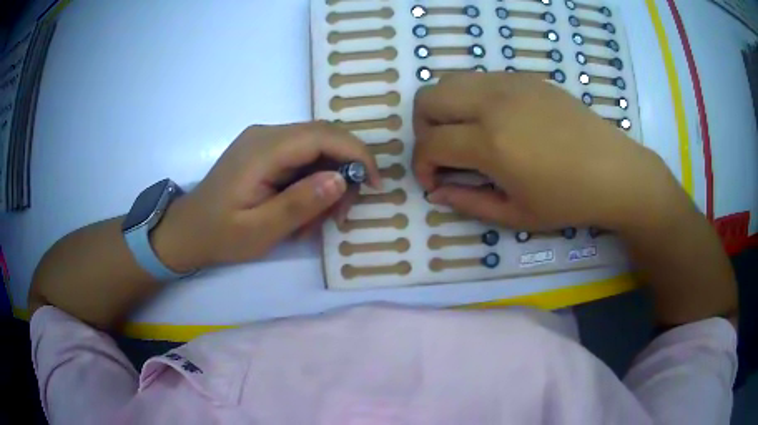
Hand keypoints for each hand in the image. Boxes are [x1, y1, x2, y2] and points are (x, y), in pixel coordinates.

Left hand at [154, 122, 381, 271]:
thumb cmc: (219, 235)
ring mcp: (264, 140)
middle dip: (344, 172)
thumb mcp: (260, 230)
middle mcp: (266, 134)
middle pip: (324, 139)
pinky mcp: (264, 151)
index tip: (375, 186)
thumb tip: (341, 180)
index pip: (324, 136)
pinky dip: (312, 183)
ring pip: (316, 149)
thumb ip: (300, 203)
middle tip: (342, 214)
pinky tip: (303, 210)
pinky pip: (301, 158)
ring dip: (327, 182)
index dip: (357, 155)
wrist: (187, 231)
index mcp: (263, 149)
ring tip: (318, 221)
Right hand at [412, 73, 682, 231]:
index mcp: (491, 143)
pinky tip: (495, 121)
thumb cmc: (569, 201)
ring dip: (445, 109)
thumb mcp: (516, 215)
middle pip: (428, 99)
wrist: (614, 171)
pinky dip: (471, 98)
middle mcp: (493, 103)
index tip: (434, 180)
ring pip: (450, 81)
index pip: (430, 143)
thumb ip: (468, 202)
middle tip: (444, 152)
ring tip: (465, 134)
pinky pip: (480, 78)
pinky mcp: (525, 78)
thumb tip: (436, 192)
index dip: (422, 165)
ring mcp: (510, 84)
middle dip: (424, 129)